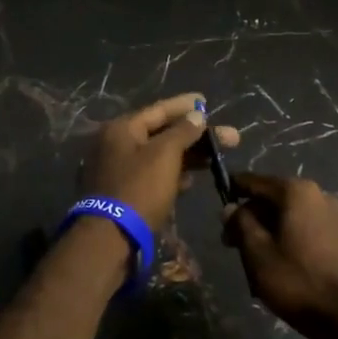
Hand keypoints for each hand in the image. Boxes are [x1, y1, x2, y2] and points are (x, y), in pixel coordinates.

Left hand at [80, 92, 239, 236]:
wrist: (109, 239)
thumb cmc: (139, 189)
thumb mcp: (164, 155)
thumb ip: (182, 131)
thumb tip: (197, 114)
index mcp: (121, 129)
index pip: (159, 109)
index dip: (185, 105)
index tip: (206, 100)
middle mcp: (115, 144)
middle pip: (161, 133)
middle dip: (195, 135)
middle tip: (228, 137)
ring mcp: (116, 169)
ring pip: (158, 155)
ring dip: (186, 156)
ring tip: (215, 158)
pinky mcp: (122, 193)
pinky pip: (151, 175)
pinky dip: (171, 174)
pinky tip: (191, 180)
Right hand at [222, 173, 337, 338]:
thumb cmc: (299, 281)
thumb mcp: (258, 253)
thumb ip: (241, 224)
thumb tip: (230, 207)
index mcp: (296, 191)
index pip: (254, 182)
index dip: (232, 192)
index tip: (217, 208)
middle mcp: (318, 194)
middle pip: (273, 199)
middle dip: (251, 218)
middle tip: (231, 245)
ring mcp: (334, 215)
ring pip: (289, 216)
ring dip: (269, 232)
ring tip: (254, 261)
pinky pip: (306, 229)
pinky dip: (289, 240)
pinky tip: (280, 265)